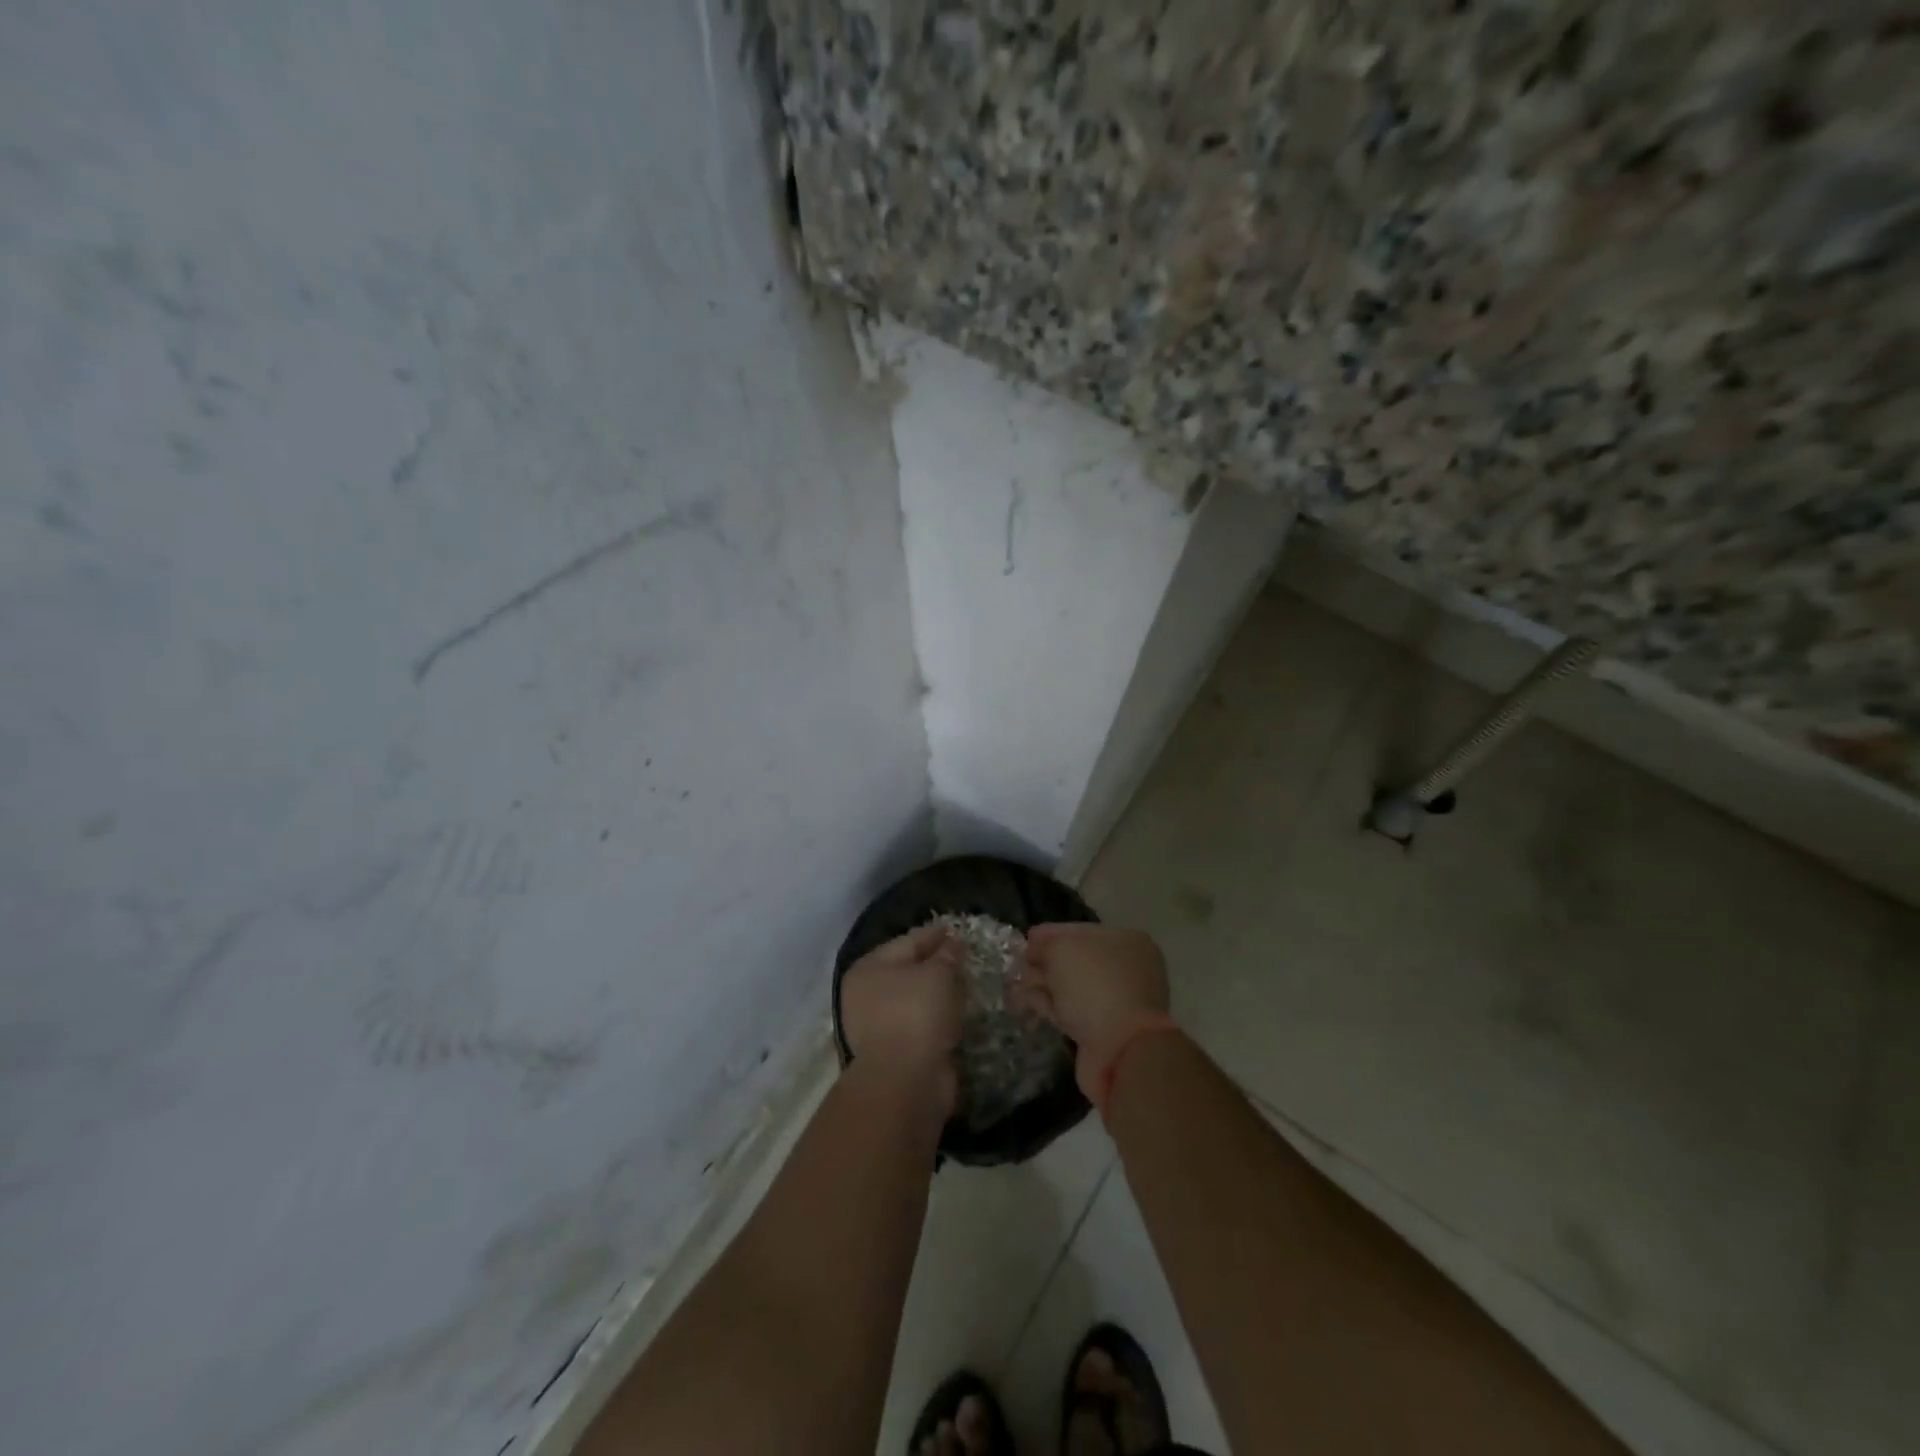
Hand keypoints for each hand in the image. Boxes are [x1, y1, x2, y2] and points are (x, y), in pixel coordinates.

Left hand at [840, 922, 964, 1105]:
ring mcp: (878, 1026)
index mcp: (870, 968)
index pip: (908, 941)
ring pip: (915, 1000)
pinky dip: (938, 1019)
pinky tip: (958, 1014)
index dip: (934, 934)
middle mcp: (867, 994)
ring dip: (937, 993)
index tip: (956, 929)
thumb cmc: (916, 1013)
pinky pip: (922, 1025)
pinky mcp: (896, 1052)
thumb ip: (947, 954)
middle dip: (936, 964)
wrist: (906, 1080)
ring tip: (965, 984)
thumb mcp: (938, 973)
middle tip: (963, 956)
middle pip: (908, 971)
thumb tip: (953, 943)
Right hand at [1017, 924, 1169, 1100]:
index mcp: (1125, 941)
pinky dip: (1050, 1005)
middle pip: (1075, 959)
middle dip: (1044, 961)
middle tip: (1017, 964)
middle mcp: (1126, 968)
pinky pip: (1071, 1009)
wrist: (1121, 1050)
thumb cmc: (1095, 986)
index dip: (1049, 934)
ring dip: (1043, 983)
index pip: (1079, 931)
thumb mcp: (1063, 950)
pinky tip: (1028, 1002)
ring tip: (1016, 984)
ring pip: (1071, 986)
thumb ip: (1045, 945)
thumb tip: (1035, 950)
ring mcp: (1116, 1001)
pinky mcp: (1103, 1030)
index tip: (1025, 939)